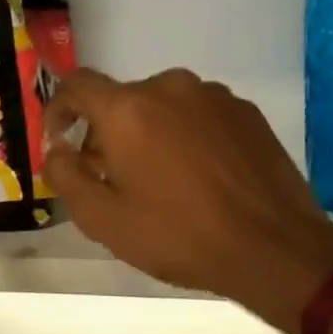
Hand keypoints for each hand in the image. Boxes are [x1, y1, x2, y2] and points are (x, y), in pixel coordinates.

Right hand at [44, 69, 332, 327]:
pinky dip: (184, 135)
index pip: (76, 84)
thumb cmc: (178, 235)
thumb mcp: (102, 219)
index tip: (61, 140)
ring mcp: (213, 96)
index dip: (58, 108)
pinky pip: (197, 114)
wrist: (276, 249)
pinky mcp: (246, 112)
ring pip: (161, 106)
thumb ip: (65, 176)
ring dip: (147, 133)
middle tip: (111, 177)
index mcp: (127, 109)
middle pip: (120, 100)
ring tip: (160, 179)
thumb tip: (57, 150)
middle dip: (106, 132)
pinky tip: (198, 176)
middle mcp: (169, 87)